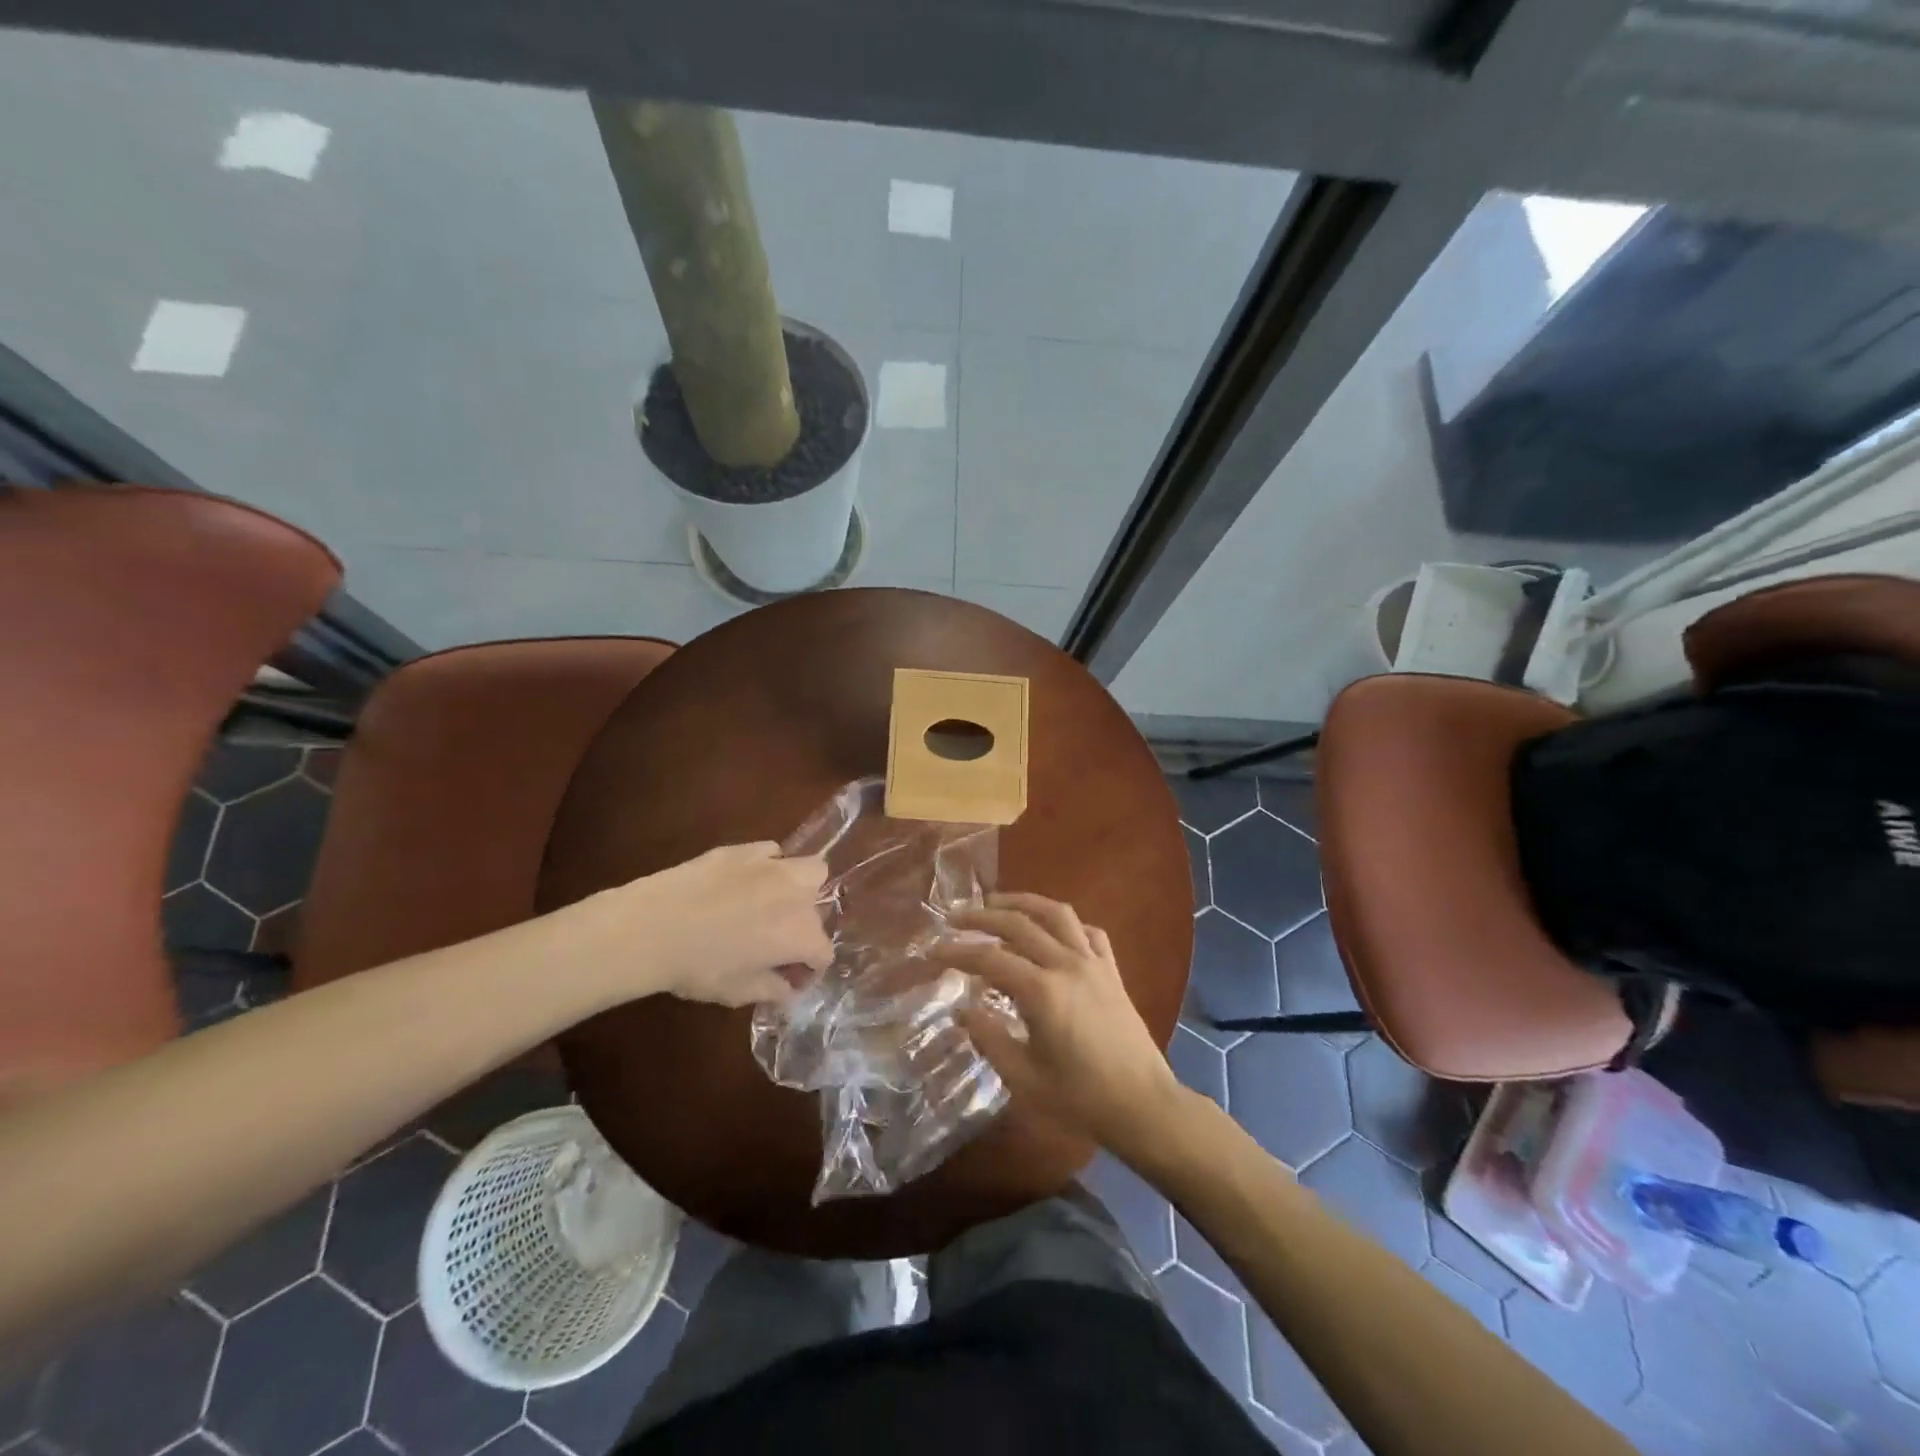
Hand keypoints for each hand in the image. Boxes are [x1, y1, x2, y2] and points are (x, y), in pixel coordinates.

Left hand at [576, 843, 833, 1007]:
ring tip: (776, 902)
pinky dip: (770, 866)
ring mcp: (774, 866)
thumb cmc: (697, 967)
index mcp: (800, 935)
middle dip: (805, 928)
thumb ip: (772, 990)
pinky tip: (747, 881)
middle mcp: (798, 896)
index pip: (824, 953)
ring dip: (802, 887)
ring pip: (811, 870)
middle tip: (778, 942)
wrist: (652, 926)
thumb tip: (788, 989)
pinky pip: (774, 852)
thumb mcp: (737, 992)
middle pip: (820, 911)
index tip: (790, 980)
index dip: (810, 970)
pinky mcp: (747, 849)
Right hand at [941, 893, 1181, 1156]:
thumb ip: (989, 1039)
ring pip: (1056, 914)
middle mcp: (1067, 965)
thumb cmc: (1080, 1099)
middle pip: (1019, 924)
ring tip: (998, 903)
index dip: (958, 952)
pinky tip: (1052, 931)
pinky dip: (1065, 924)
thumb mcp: (1024, 1078)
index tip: (934, 951)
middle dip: (982, 917)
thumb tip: (962, 1011)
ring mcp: (1094, 963)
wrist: (1143, 1106)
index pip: (990, 959)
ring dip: (1023, 903)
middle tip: (955, 917)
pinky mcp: (1112, 971)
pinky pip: (1088, 931)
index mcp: (1042, 992)